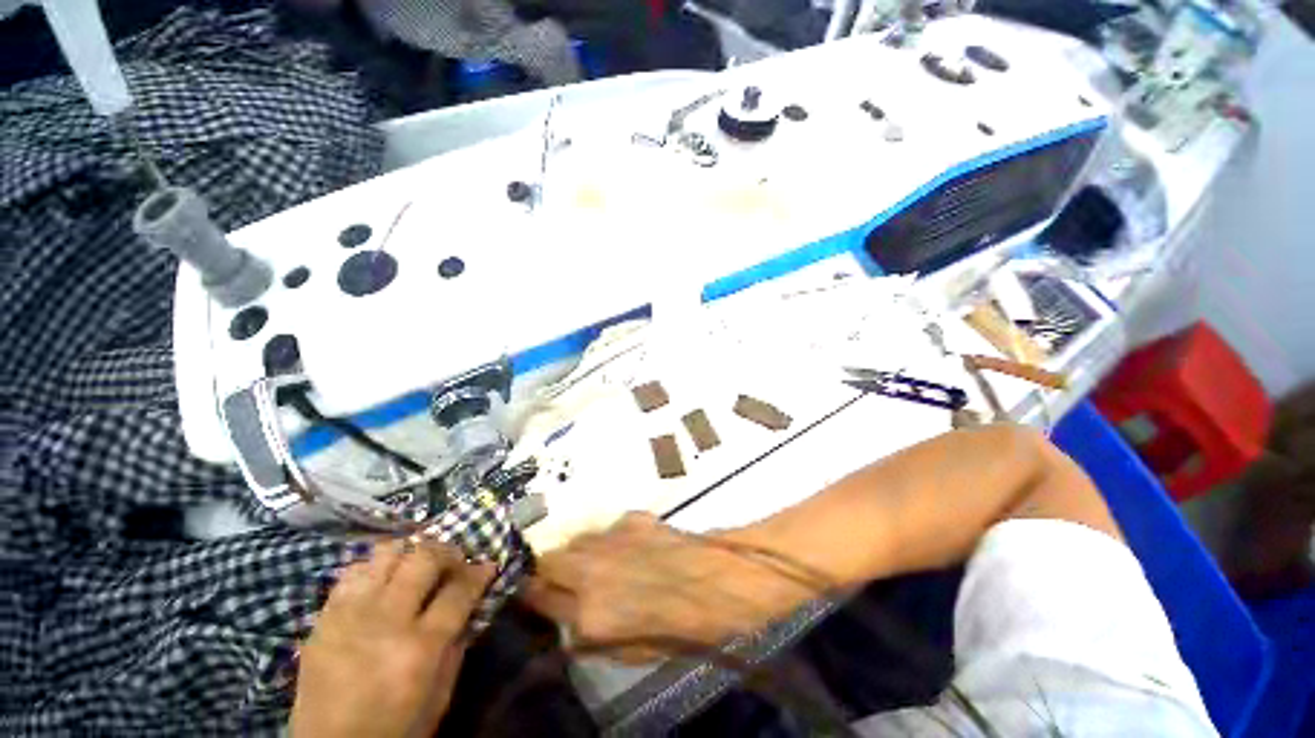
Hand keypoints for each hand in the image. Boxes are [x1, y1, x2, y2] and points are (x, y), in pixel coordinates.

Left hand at [291, 540, 494, 737]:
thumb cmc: (395, 729)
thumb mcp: (440, 696)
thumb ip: (457, 646)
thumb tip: (470, 604)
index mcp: (419, 648)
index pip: (459, 590)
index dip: (479, 572)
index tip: (488, 565)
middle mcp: (385, 621)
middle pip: (423, 558)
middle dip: (448, 551)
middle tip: (454, 561)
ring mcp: (349, 615)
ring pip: (387, 554)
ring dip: (410, 553)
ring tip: (417, 566)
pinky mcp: (323, 618)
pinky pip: (353, 572)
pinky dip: (375, 568)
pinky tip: (383, 581)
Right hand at [523, 513, 825, 662]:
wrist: (724, 579)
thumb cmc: (685, 627)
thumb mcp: (633, 651)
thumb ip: (591, 636)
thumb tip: (570, 621)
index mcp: (591, 614)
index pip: (538, 599)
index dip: (531, 597)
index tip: (531, 595)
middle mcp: (592, 571)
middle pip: (547, 560)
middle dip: (547, 570)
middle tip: (561, 579)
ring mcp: (612, 538)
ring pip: (574, 540)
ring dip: (576, 553)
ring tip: (595, 564)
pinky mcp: (631, 517)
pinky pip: (604, 530)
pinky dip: (605, 540)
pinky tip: (626, 549)